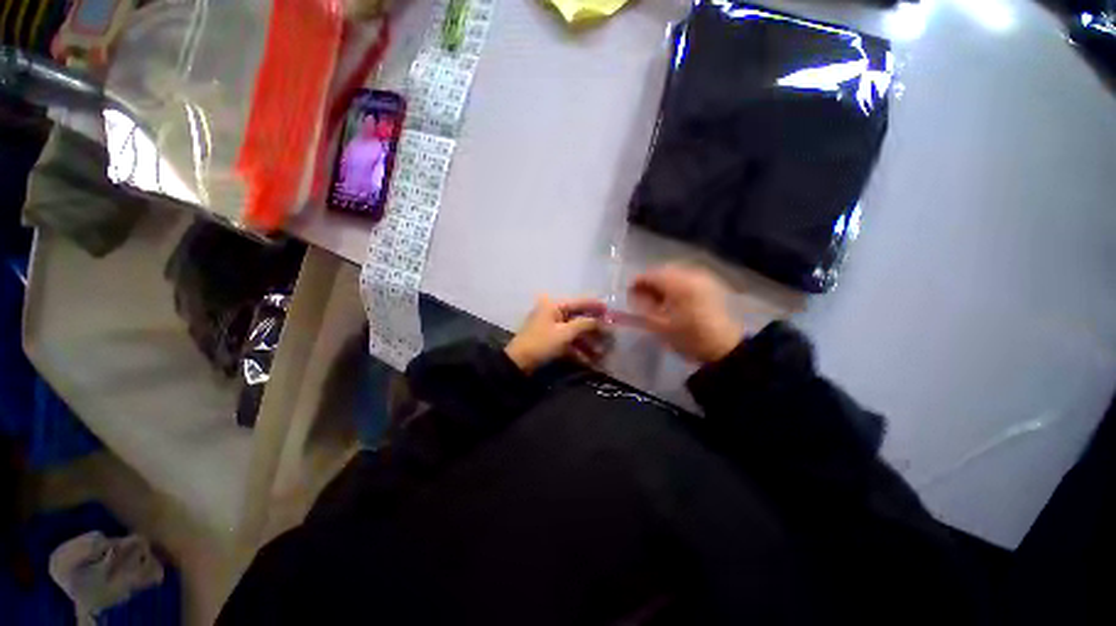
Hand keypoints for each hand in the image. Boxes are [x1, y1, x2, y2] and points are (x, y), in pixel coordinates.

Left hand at [505, 296, 609, 372]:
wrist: (518, 363)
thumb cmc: (541, 343)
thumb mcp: (565, 333)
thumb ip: (585, 324)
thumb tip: (602, 321)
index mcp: (554, 305)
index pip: (580, 302)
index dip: (596, 306)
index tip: (611, 311)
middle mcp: (553, 311)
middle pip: (578, 317)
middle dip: (594, 329)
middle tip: (609, 335)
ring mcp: (551, 326)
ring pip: (575, 331)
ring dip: (588, 341)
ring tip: (601, 351)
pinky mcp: (550, 339)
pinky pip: (568, 340)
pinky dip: (578, 348)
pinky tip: (590, 359)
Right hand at [629, 264, 744, 363]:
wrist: (724, 347)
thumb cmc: (689, 337)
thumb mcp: (660, 325)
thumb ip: (643, 307)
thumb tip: (633, 295)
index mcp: (678, 284)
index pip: (651, 275)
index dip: (637, 282)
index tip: (629, 294)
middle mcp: (691, 274)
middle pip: (662, 271)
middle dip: (650, 283)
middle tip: (642, 298)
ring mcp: (702, 278)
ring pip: (674, 274)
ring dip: (662, 284)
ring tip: (657, 301)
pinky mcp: (709, 284)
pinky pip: (685, 278)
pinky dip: (674, 285)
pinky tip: (672, 300)